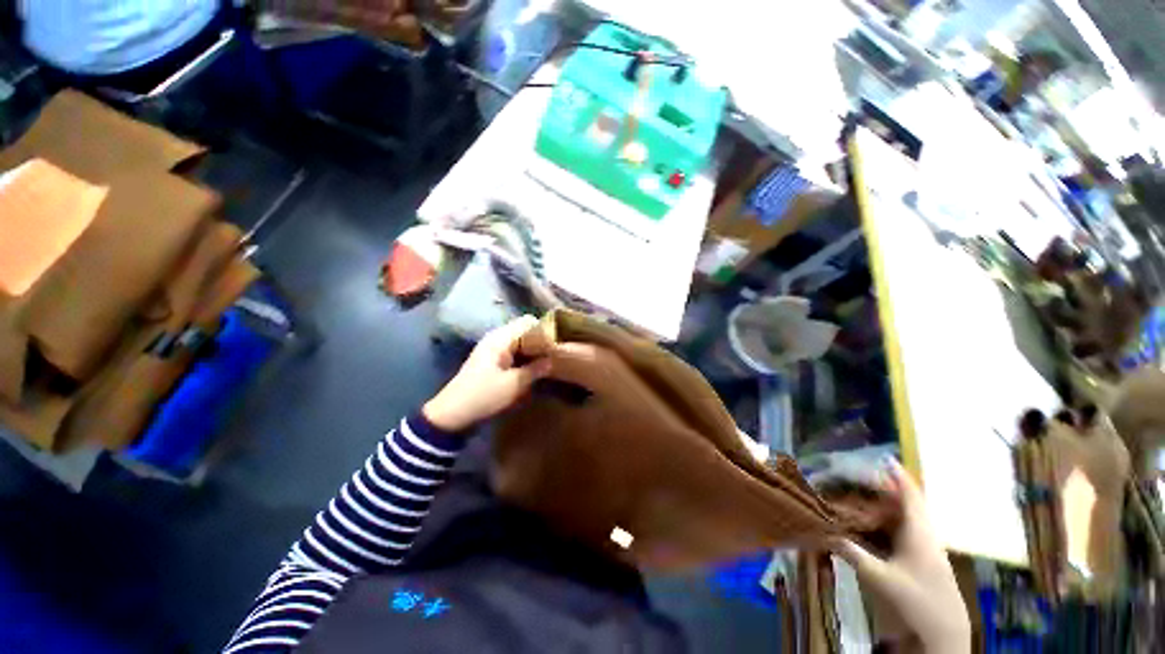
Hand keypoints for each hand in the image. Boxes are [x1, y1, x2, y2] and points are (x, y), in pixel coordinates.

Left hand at [422, 315, 551, 431]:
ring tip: (549, 358)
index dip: (544, 328)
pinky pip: (514, 350)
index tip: (558, 341)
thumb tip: (553, 359)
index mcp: (500, 339)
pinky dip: (525, 355)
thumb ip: (535, 369)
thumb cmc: (483, 395)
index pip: (527, 322)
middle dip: (540, 338)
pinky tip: (534, 365)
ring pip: (520, 340)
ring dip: (533, 348)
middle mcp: (496, 338)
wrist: (452, 413)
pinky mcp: (492, 359)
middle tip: (556, 351)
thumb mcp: (513, 384)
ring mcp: (493, 349)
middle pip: (524, 329)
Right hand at [831, 461, 970, 652]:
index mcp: (919, 533)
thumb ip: (852, 553)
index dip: (899, 476)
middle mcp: (926, 535)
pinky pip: (907, 530)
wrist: (945, 633)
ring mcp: (928, 547)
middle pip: (909, 503)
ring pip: (909, 517)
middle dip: (887, 489)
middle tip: (863, 478)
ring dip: (889, 506)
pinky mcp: (926, 559)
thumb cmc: (916, 600)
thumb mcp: (879, 577)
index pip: (911, 496)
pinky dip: (892, 522)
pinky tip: (878, 525)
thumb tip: (824, 531)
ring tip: (866, 497)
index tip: (886, 458)